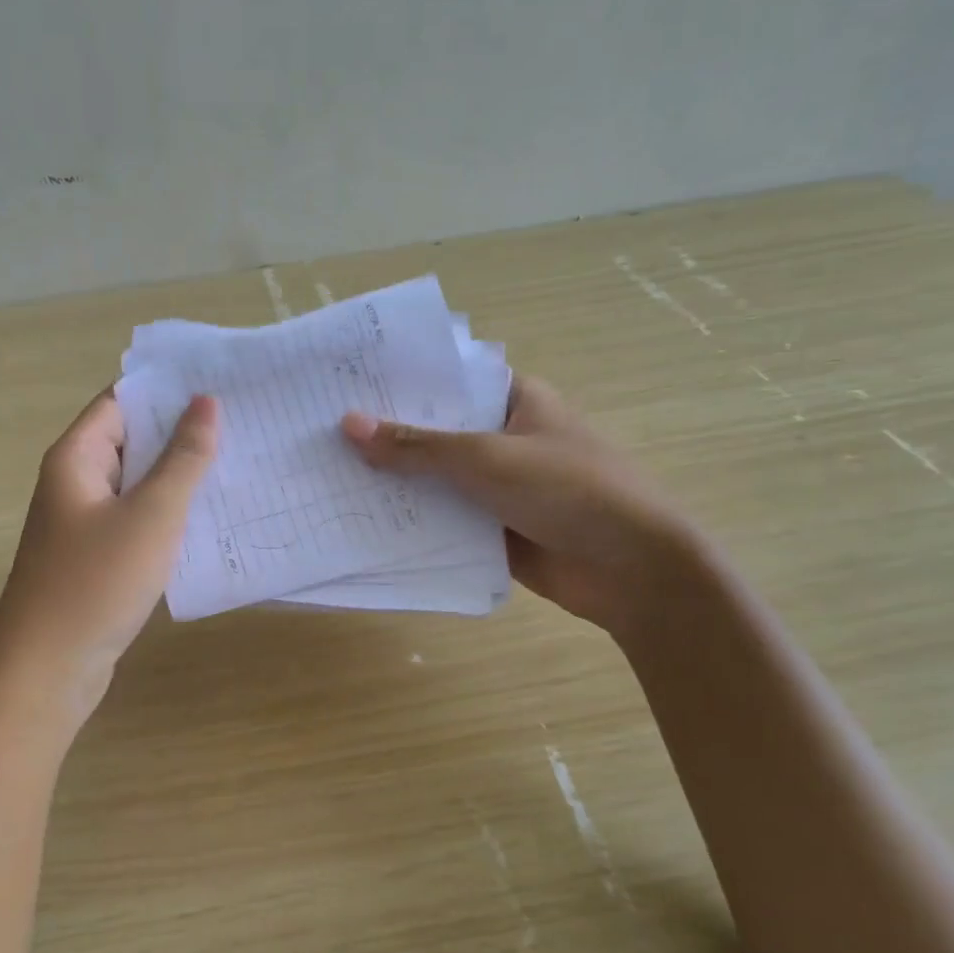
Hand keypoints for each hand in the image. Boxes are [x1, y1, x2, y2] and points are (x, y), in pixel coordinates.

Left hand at [0, 389, 217, 724]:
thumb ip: (183, 458)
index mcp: (77, 458)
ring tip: (240, 461)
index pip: (122, 401)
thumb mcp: (151, 514)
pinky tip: (212, 517)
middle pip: (132, 440)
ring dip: (180, 475)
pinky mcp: (98, 558)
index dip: (167, 389)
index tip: (220, 382)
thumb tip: (206, 402)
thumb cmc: (96, 582)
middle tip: (244, 420)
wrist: (47, 670)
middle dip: (182, 431)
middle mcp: (76, 482)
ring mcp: (86, 523)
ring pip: (139, 484)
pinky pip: (138, 520)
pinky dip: (170, 514)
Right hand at [341, 375, 694, 637]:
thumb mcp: (487, 458)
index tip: (344, 384)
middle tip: (320, 433)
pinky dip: (413, 522)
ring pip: (436, 479)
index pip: (447, 382)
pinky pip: (444, 520)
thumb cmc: (569, 490)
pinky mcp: (494, 529)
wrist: (633, 571)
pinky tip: (362, 522)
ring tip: (327, 476)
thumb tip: (349, 424)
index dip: (399, 383)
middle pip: (436, 432)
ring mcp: (499, 486)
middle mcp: (504, 438)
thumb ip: (417, 446)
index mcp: (515, 400)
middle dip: (386, 437)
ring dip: (395, 483)